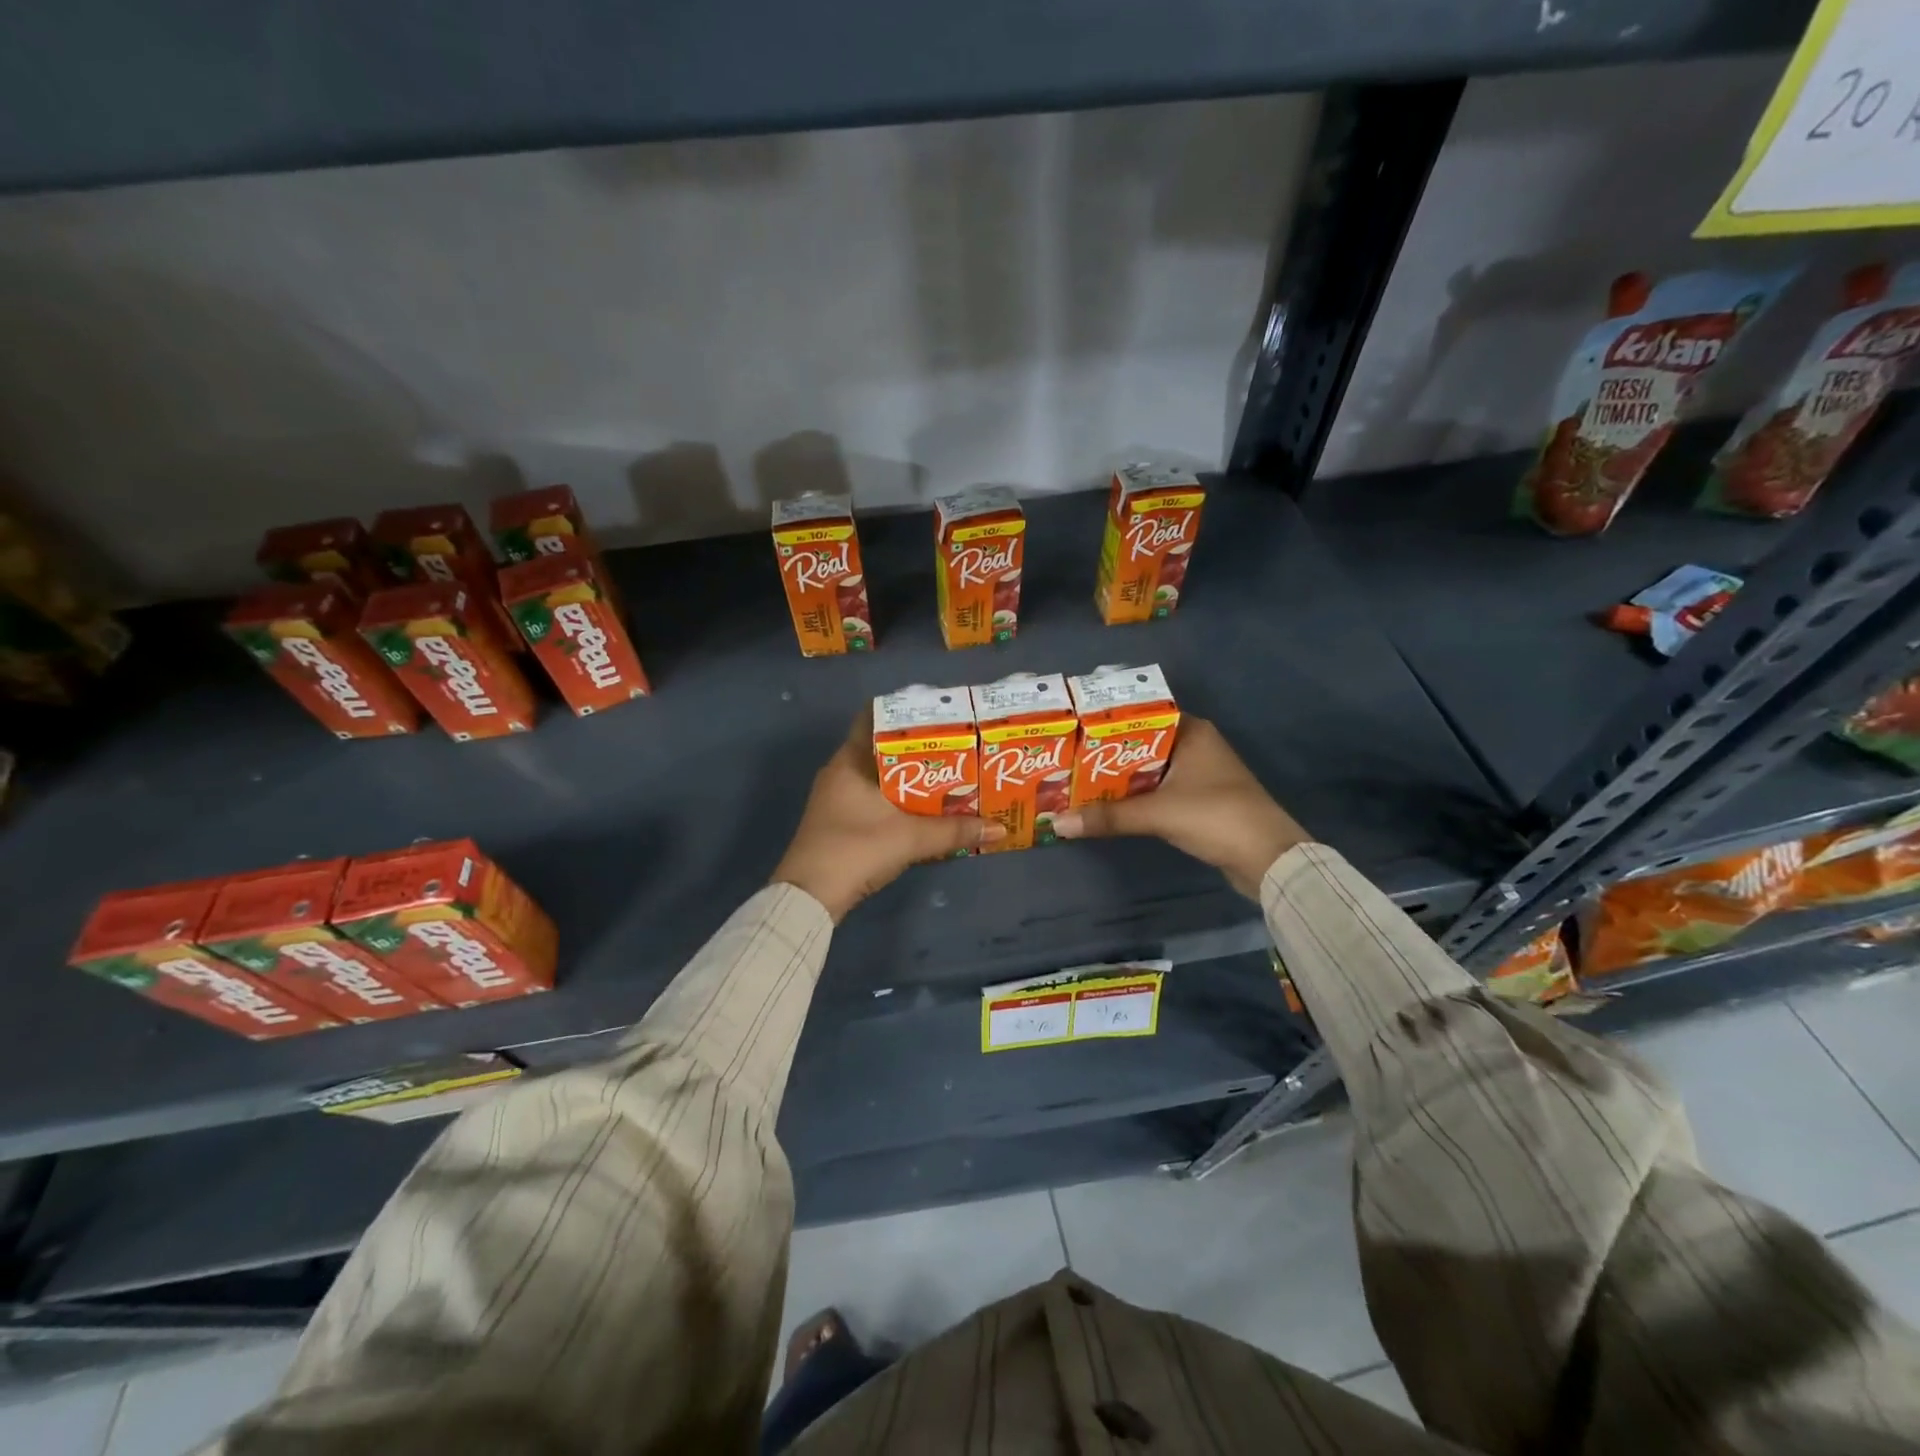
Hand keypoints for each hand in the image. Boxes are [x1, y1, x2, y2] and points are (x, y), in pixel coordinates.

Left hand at [771, 712, 1004, 921]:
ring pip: (880, 776)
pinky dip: (898, 799)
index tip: (938, 715)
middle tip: (955, 746)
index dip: (905, 712)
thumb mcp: (911, 838)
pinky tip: (924, 808)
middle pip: (882, 748)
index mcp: (850, 761)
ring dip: (910, 777)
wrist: (809, 898)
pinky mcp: (839, 822)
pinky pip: (874, 799)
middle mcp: (840, 773)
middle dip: (917, 748)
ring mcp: (836, 799)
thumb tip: (999, 827)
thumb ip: (954, 830)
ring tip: (948, 775)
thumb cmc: (856, 850)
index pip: (873, 718)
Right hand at [1051, 716, 1307, 896]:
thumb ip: (1108, 816)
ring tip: (1077, 780)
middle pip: (1141, 743)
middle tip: (1066, 758)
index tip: (1073, 729)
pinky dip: (1135, 796)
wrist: (1269, 858)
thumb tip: (1057, 823)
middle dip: (1106, 753)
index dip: (1107, 722)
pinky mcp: (1199, 800)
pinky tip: (1107, 804)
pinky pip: (1158, 790)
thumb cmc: (1216, 817)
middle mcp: (1196, 745)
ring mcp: (1199, 773)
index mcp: (1191, 731)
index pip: (1141, 714)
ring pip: (1149, 768)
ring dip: (1119, 777)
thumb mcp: (1157, 813)